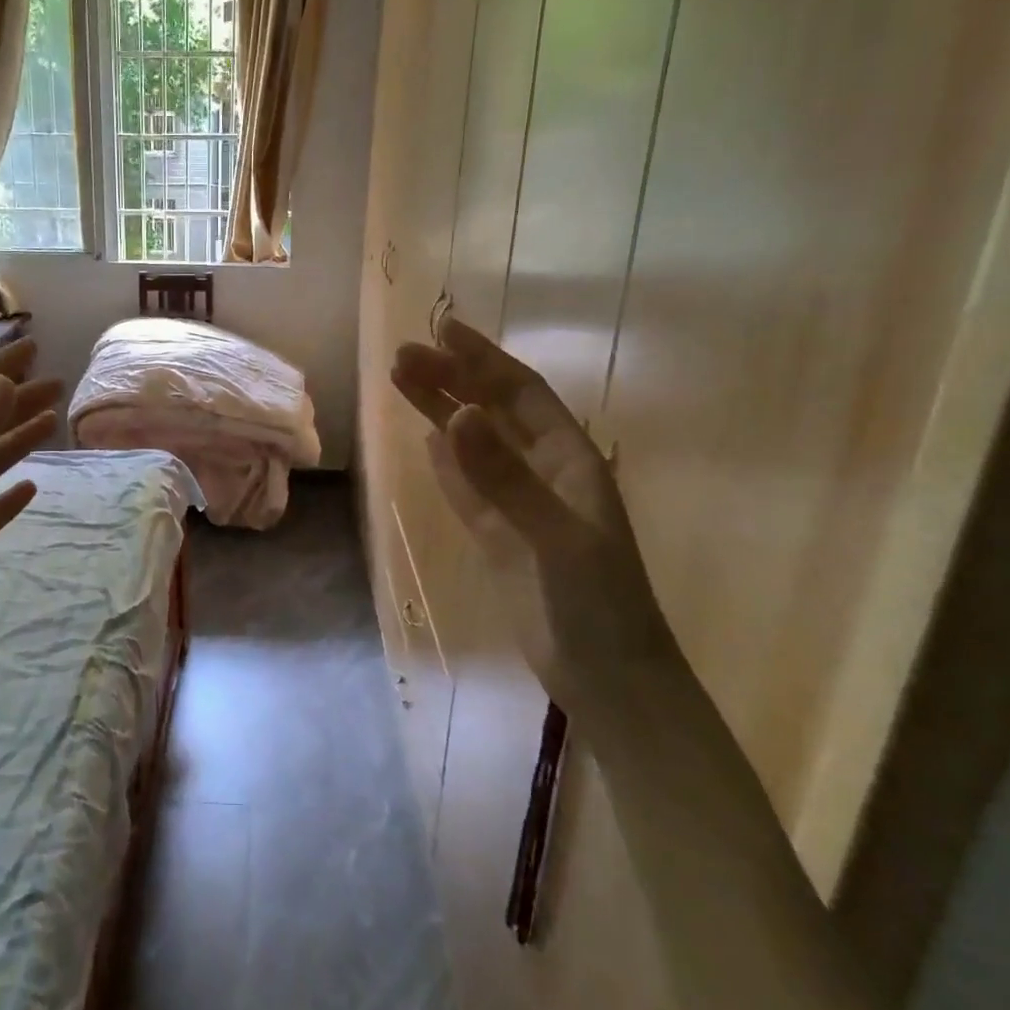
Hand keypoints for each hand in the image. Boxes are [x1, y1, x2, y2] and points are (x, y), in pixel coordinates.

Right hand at [391, 318, 672, 715]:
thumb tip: (452, 416)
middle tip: (402, 355)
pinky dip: (448, 463)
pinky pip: (468, 488)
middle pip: (492, 412)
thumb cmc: (596, 603)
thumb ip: (502, 477)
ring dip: (442, 412)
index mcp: (570, 461)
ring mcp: (519, 505)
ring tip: (402, 383)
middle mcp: (545, 473)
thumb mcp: (554, 535)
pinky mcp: (499, 537)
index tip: (442, 330)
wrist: (606, 678)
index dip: (483, 359)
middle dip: (452, 380)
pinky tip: (429, 441)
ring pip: (474, 446)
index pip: (521, 394)